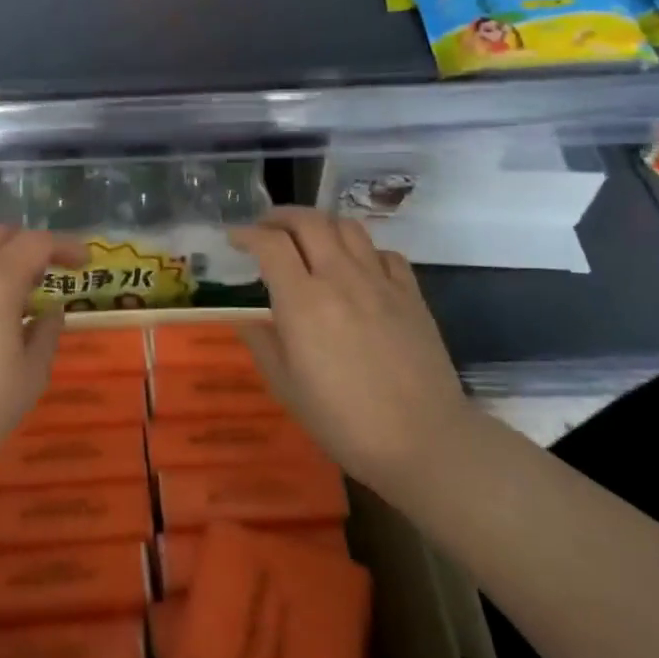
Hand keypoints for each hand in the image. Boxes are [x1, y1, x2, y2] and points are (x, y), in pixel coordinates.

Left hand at [0, 226, 86, 485]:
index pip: (37, 242)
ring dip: (3, 265)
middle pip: (1, 235)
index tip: (85, 262)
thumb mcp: (31, 374)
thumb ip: (47, 333)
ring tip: (22, 301)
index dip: (66, 246)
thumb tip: (51, 310)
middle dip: (30, 245)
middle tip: (51, 272)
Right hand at [231, 207, 469, 485]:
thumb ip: (262, 343)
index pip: (270, 244)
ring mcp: (380, 282)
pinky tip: (357, 266)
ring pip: (348, 227)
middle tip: (266, 228)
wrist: (424, 440)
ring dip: (321, 224)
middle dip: (280, 216)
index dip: (247, 234)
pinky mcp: (411, 294)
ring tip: (308, 239)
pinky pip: (384, 253)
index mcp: (303, 301)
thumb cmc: (343, 420)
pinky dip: (363, 250)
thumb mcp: (286, 387)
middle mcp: (340, 278)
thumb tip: (246, 319)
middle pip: (309, 221)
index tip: (234, 239)